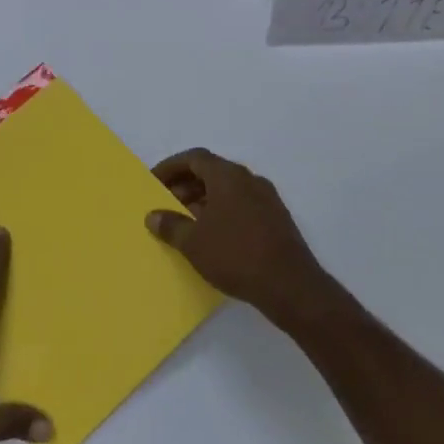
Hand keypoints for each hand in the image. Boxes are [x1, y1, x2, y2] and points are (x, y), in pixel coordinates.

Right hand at [147, 149, 337, 328]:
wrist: (290, 285)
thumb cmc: (235, 255)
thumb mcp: (193, 242)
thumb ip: (170, 225)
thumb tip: (153, 215)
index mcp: (228, 176)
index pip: (194, 158)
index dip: (170, 167)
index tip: (153, 182)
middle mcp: (249, 179)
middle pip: (211, 171)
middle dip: (186, 184)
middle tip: (166, 204)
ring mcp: (267, 199)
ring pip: (228, 189)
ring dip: (203, 199)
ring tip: (186, 222)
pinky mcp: (276, 219)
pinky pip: (242, 204)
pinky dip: (222, 211)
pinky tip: (213, 236)